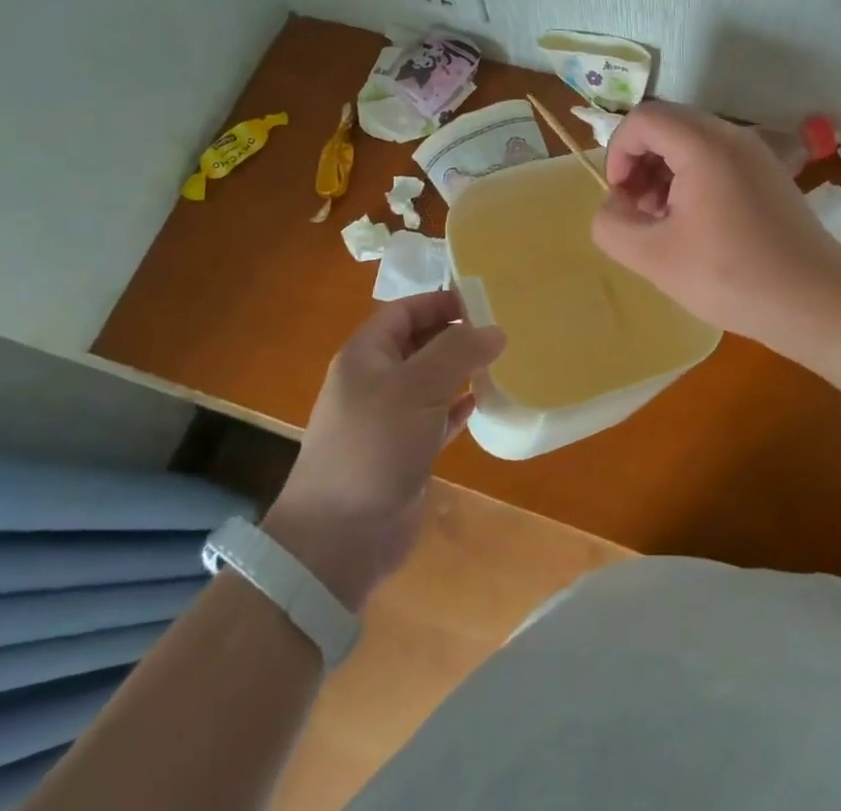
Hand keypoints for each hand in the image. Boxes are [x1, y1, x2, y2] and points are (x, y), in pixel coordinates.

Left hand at [264, 292, 504, 610]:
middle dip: (455, 334)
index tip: (483, 301)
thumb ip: (457, 352)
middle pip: (419, 343)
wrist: (338, 539)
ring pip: (430, 381)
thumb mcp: (416, 388)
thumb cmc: (374, 447)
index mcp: (366, 356)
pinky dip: (458, 408)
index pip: (405, 311)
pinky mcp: (403, 452)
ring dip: (461, 371)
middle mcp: (375, 381)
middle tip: (501, 330)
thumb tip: (495, 329)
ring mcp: (388, 419)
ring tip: (500, 361)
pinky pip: (436, 417)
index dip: (440, 301)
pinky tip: (483, 403)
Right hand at [590, 101, 840, 342]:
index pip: (642, 119)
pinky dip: (692, 180)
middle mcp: (732, 135)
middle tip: (639, 213)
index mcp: (704, 144)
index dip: (618, 153)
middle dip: (640, 164)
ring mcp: (755, 152)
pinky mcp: (768, 173)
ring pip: (691, 142)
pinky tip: (696, 226)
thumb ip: (612, 225)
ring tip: (664, 223)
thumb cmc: (732, 276)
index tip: (620, 198)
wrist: (817, 300)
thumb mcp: (654, 258)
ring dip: (664, 173)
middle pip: (667, 126)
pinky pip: (716, 159)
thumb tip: (614, 206)